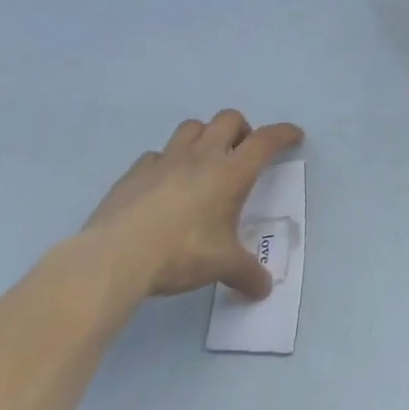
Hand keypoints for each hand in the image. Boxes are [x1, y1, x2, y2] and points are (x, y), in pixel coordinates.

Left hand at [82, 110, 303, 298]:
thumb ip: (247, 273)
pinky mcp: (134, 173)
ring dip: (205, 136)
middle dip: (242, 129)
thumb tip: (265, 290)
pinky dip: (166, 162)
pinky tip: (164, 183)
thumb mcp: (222, 266)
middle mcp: (202, 157)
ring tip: (205, 161)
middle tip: (242, 152)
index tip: (294, 136)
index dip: (283, 133)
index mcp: (231, 173)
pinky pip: (156, 154)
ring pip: (192, 127)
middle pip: (229, 119)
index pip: (266, 140)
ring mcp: (165, 161)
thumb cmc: (181, 254)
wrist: (114, 258)